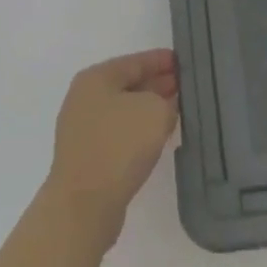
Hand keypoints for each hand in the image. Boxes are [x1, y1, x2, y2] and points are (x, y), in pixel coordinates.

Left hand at [44, 50, 179, 248]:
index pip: (135, 61)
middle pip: (127, 84)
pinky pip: (118, 135)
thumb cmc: (119, 146)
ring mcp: (82, 129)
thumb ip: (166, 101)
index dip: (161, 60)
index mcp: (96, 77)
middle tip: (184, 87)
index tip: (183, 62)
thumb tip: (163, 107)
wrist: (83, 206)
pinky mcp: (85, 158)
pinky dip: (137, 132)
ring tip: (175, 112)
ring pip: (123, 111)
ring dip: (148, 110)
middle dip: (156, 84)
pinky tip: (156, 140)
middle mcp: (84, 98)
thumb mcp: (155, 112)